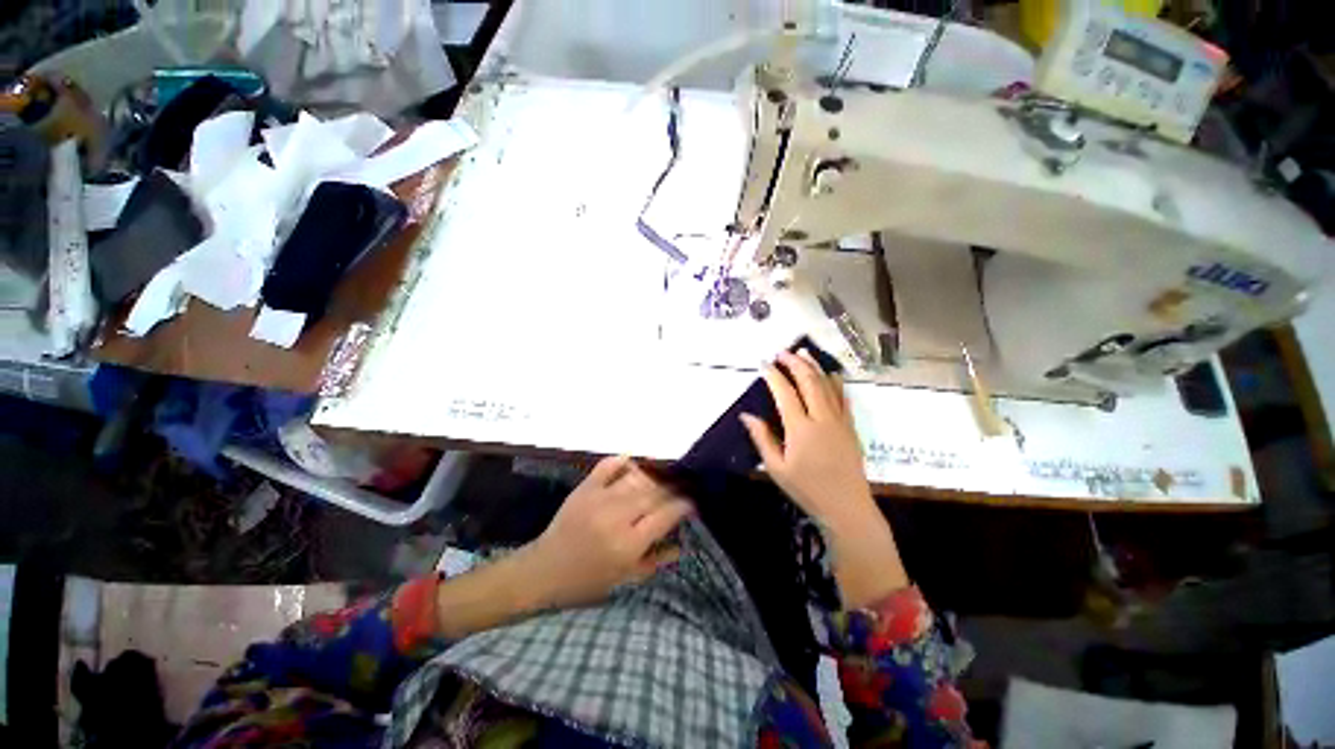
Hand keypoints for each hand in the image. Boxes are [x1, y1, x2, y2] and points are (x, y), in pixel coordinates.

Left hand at [517, 456, 692, 610]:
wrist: (544, 570)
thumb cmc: (587, 581)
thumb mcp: (624, 580)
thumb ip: (655, 561)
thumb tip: (682, 544)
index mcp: (628, 544)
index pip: (666, 515)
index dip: (683, 505)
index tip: (691, 503)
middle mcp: (617, 517)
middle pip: (655, 493)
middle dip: (673, 489)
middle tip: (681, 489)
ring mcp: (599, 498)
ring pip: (637, 478)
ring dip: (653, 477)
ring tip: (661, 480)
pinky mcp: (585, 488)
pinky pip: (608, 465)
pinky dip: (623, 461)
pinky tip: (633, 464)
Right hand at [740, 349, 908, 606]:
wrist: (847, 506)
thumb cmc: (807, 489)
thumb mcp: (776, 468)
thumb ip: (762, 438)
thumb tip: (746, 415)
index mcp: (800, 429)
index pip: (785, 393)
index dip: (773, 376)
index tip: (764, 364)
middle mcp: (821, 418)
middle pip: (808, 381)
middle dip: (794, 363)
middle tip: (782, 353)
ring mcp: (839, 420)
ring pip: (827, 385)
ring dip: (814, 366)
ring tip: (803, 353)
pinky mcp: (850, 426)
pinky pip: (843, 397)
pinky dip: (835, 381)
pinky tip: (830, 373)